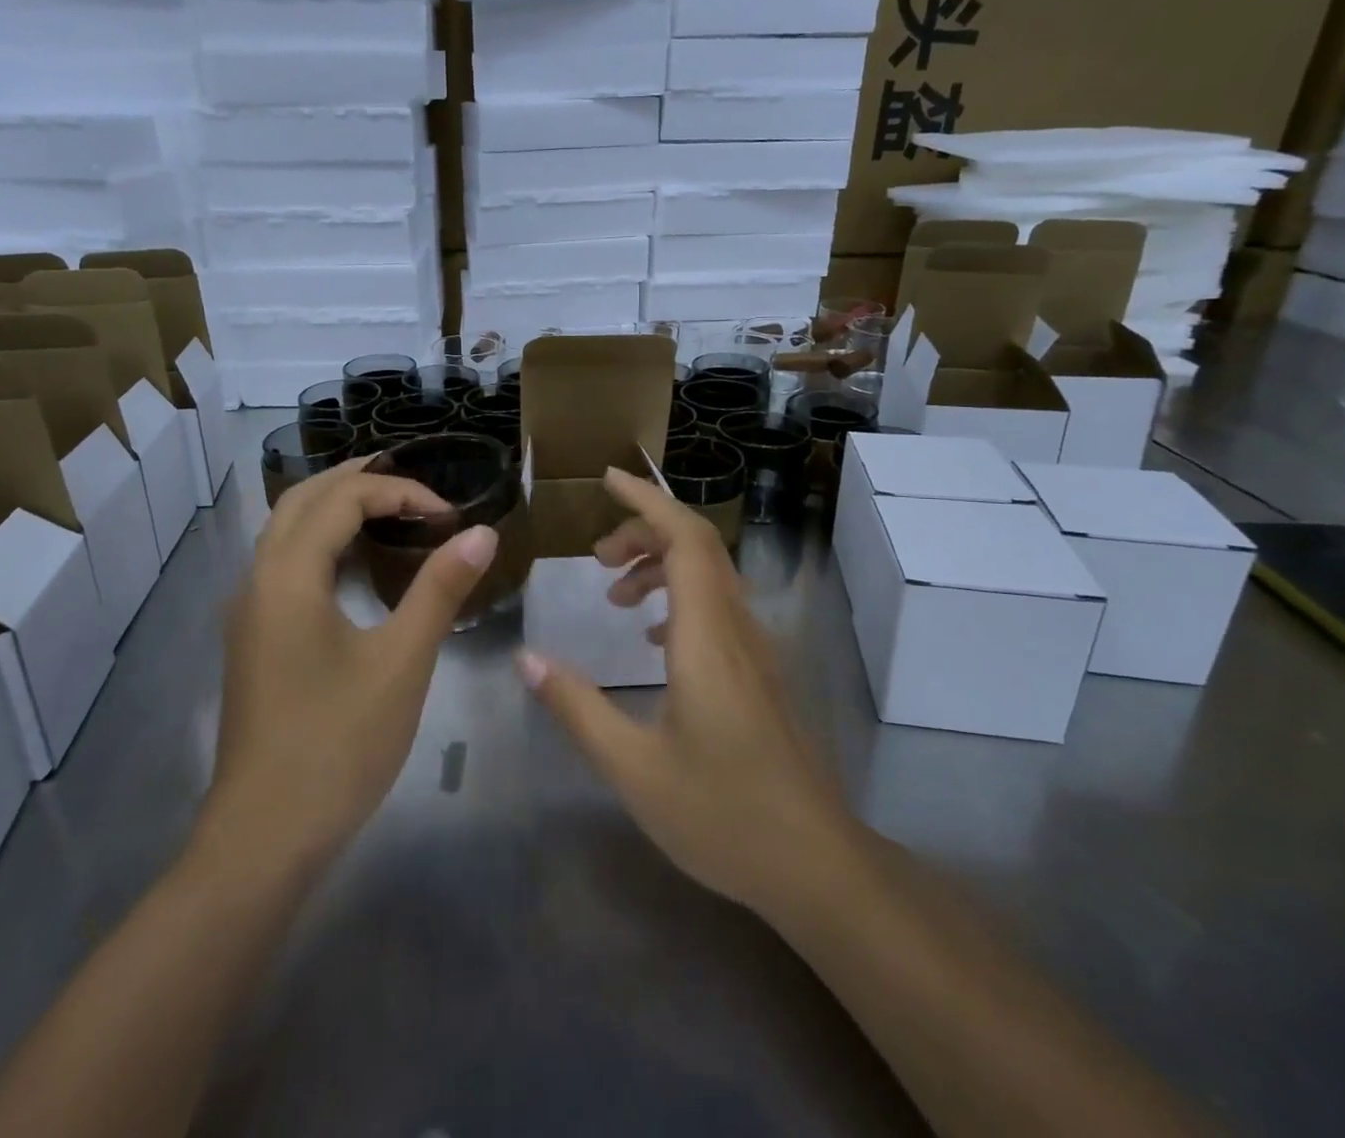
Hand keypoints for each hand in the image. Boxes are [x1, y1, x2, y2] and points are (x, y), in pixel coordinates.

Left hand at [206, 460, 497, 876]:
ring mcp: (249, 611)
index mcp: (288, 575)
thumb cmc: (338, 744)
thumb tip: (482, 533)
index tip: (450, 517)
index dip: (400, 493)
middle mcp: (258, 579)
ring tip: (390, 510)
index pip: (343, 498)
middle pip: (303, 499)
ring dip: (335, 508)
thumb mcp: (403, 661)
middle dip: (358, 481)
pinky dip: (322, 542)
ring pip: (287, 530)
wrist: (264, 837)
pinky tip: (357, 567)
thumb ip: (441, 589)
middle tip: (414, 487)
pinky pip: (285, 563)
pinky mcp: (254, 639)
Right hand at [518, 467, 847, 916]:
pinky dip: (681, 596)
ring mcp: (757, 650)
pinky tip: (653, 637)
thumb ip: (576, 706)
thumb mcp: (632, 767)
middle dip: (644, 531)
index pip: (684, 537)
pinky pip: (719, 607)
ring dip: (661, 565)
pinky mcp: (762, 672)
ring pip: (710, 575)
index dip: (646, 499)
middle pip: (697, 546)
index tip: (608, 478)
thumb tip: (527, 657)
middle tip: (596, 557)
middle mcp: (737, 628)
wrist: (817, 866)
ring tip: (615, 594)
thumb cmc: (722, 815)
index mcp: (706, 636)